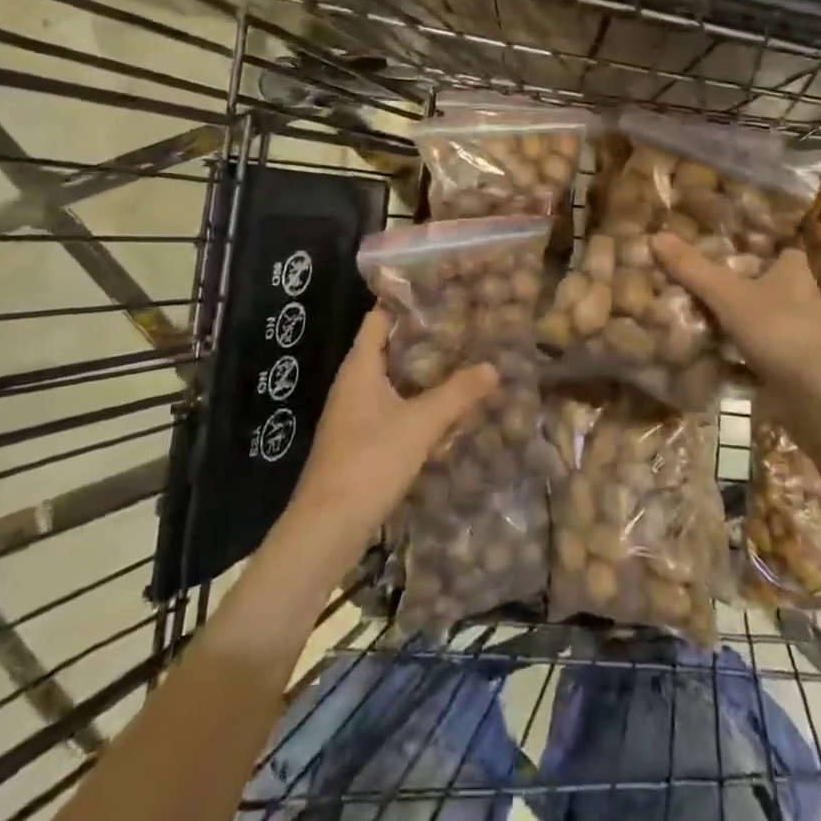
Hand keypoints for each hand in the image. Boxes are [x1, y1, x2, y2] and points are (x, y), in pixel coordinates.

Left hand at [286, 310, 497, 557]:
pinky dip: (411, 399)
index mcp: (359, 366)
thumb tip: (494, 368)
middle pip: (386, 346)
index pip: (380, 317)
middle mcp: (352, 382)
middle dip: (421, 337)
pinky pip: (387, 405)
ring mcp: (351, 413)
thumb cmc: (370, 460)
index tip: (441, 293)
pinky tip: (438, 407)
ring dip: (418, 370)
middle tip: (462, 327)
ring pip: (388, 378)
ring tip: (458, 360)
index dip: (407, 303)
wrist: (327, 527)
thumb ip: (457, 393)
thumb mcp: (421, 423)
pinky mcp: (356, 440)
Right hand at [651, 234, 820, 390]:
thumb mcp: (726, 293)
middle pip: (765, 283)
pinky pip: (758, 349)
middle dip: (738, 285)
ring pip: (760, 317)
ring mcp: (797, 333)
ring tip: (696, 314)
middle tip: (699, 282)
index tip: (725, 250)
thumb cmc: (775, 328)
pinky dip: (737, 350)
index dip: (756, 249)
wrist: (811, 394)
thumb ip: (692, 267)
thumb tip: (656, 236)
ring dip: (736, 318)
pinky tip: (709, 350)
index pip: (780, 250)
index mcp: (793, 271)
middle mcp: (800, 298)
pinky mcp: (790, 363)